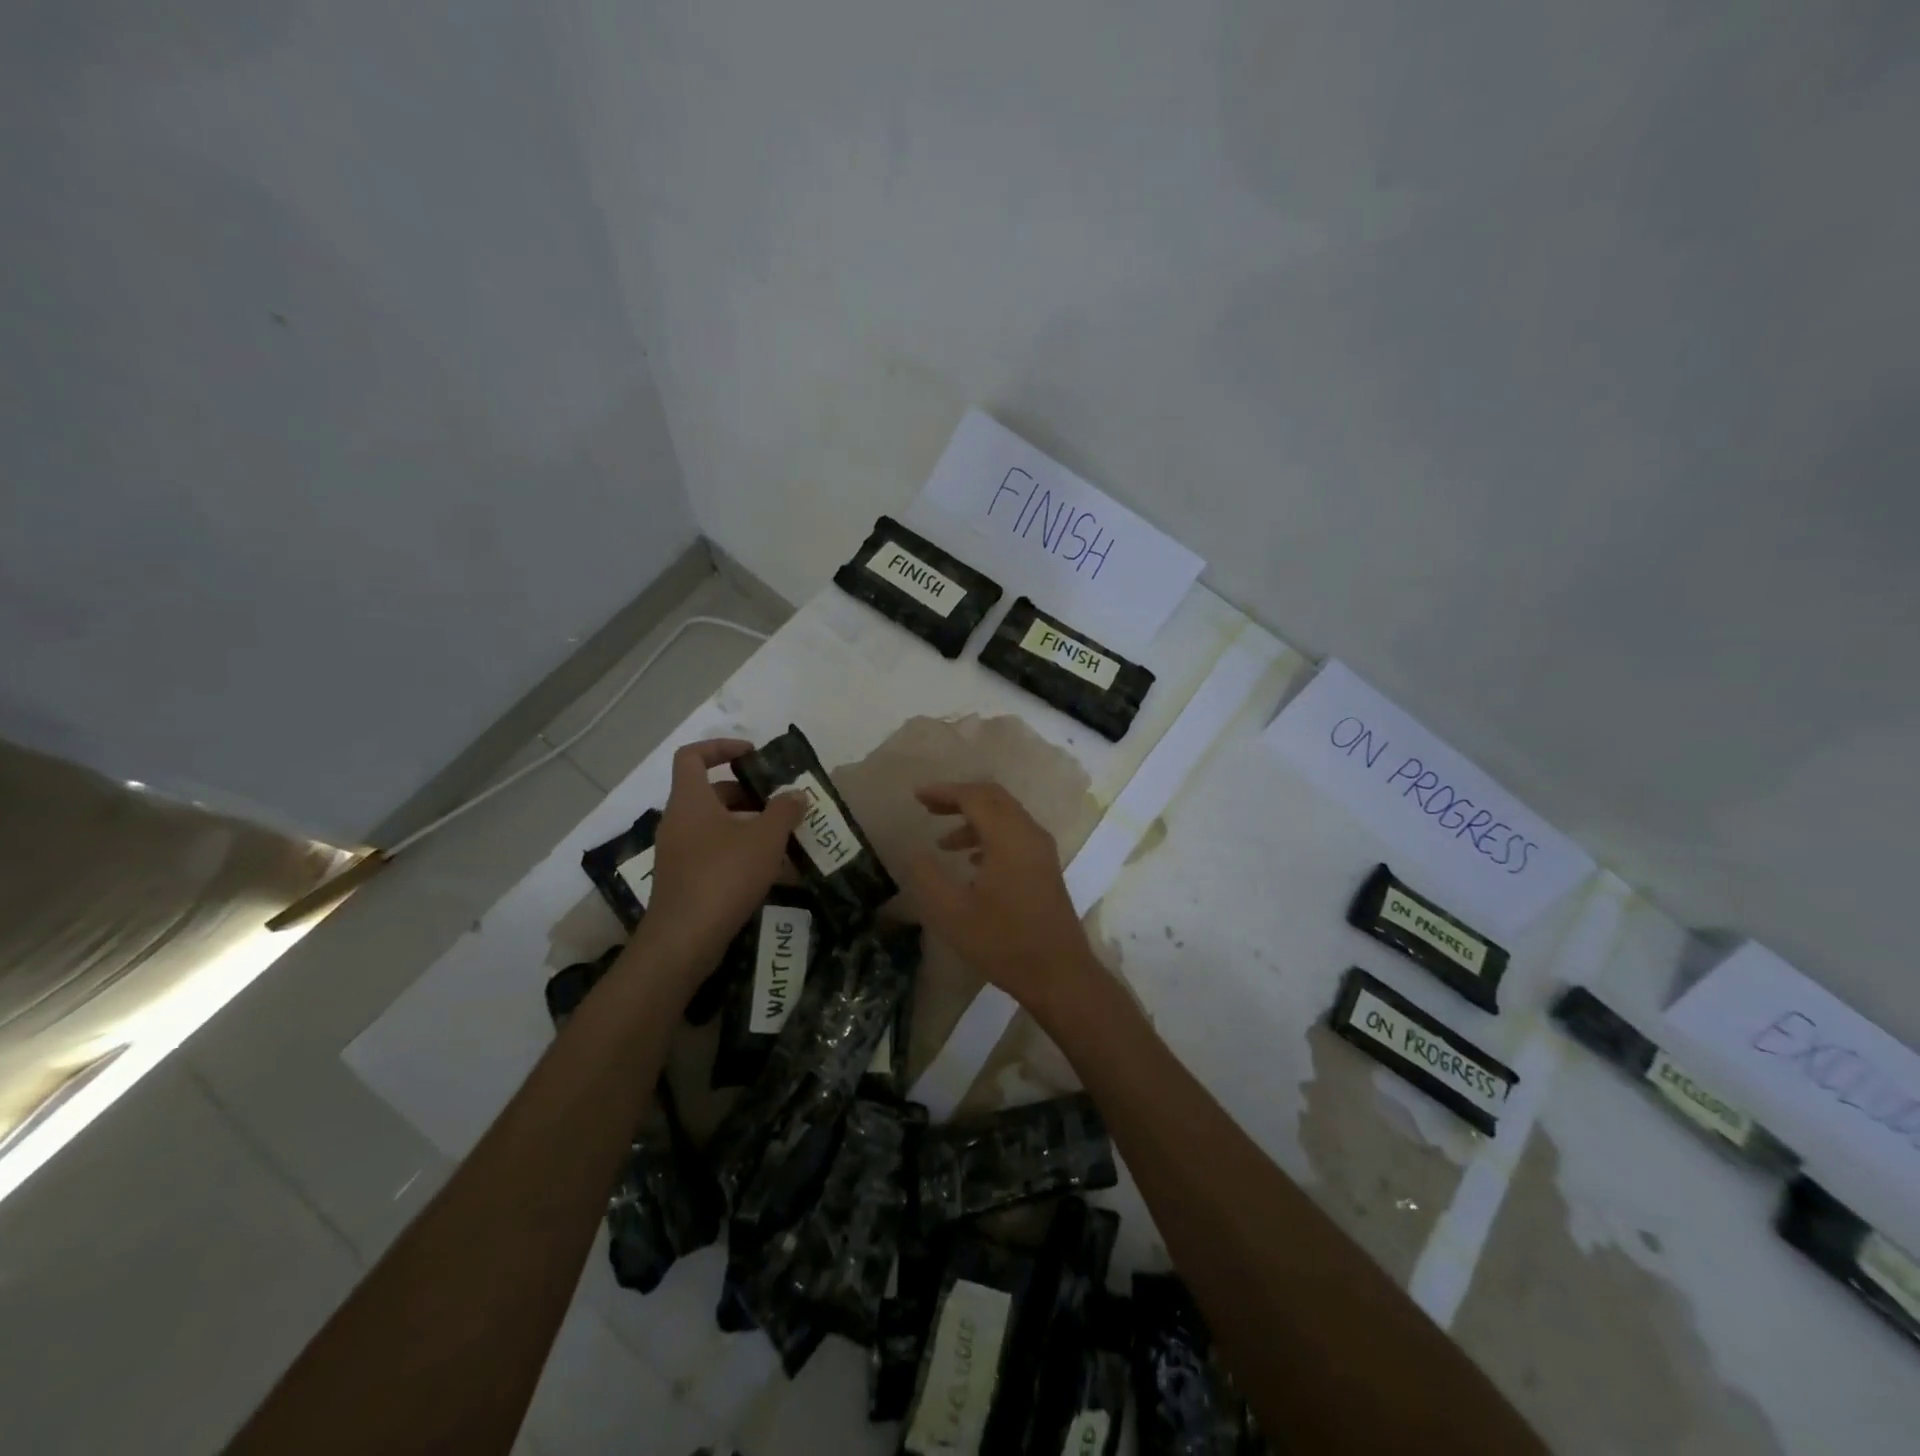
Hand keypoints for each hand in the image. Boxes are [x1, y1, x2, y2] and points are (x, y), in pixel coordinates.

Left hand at [630, 738, 803, 988]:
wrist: (684, 939)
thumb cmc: (724, 876)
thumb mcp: (765, 839)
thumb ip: (784, 811)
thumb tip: (796, 794)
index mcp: (690, 800)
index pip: (692, 755)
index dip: (721, 747)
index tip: (752, 755)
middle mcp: (677, 820)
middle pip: (708, 791)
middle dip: (745, 791)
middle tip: (778, 801)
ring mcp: (677, 851)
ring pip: (712, 823)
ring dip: (744, 822)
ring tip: (780, 834)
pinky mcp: (682, 878)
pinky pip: (710, 849)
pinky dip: (736, 848)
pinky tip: (765, 866)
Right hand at [903, 782, 1099, 1012]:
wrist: (1058, 974)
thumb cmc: (1003, 942)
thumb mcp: (952, 913)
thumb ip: (928, 877)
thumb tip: (915, 853)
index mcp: (1008, 838)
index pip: (974, 797)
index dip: (944, 792)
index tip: (917, 796)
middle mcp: (1029, 834)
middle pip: (993, 798)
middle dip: (959, 798)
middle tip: (928, 807)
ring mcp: (1042, 851)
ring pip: (1005, 817)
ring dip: (973, 820)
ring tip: (943, 844)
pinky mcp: (1046, 867)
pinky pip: (1015, 835)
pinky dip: (990, 836)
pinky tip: (972, 861)